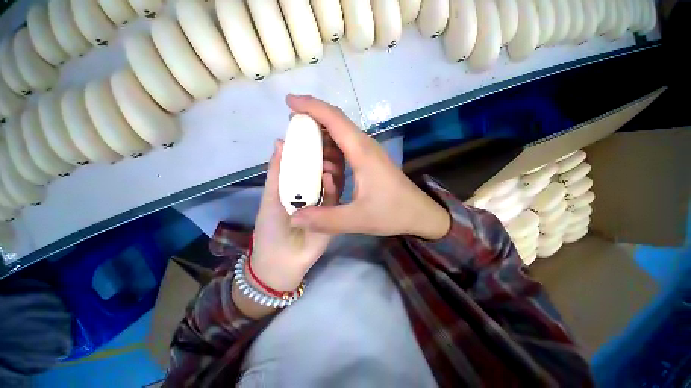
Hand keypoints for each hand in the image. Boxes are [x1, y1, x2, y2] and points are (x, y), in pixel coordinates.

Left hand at [250, 135, 344, 293]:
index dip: (311, 149)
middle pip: (323, 171)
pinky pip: (335, 199)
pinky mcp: (333, 214)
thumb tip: (280, 142)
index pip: (308, 163)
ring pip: (333, 182)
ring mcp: (326, 203)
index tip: (315, 133)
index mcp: (299, 185)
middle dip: (326, 157)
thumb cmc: (271, 227)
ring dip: (331, 169)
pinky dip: (333, 188)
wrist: (282, 260)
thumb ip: (277, 171)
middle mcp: (315, 191)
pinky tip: (329, 178)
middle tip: (327, 143)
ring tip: (328, 158)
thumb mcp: (271, 196)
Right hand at [287, 95, 450, 239]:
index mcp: (362, 152)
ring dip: (321, 141)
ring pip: (340, 137)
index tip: (289, 102)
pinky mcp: (369, 162)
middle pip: (335, 124)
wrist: (419, 215)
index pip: (334, 119)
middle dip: (312, 122)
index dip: (311, 106)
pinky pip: (345, 150)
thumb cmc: (393, 213)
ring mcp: (368, 153)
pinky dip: (331, 154)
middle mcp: (364, 147)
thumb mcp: (357, 219)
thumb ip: (325, 220)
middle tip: (291, 133)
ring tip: (303, 154)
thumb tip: (294, 218)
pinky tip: (323, 168)